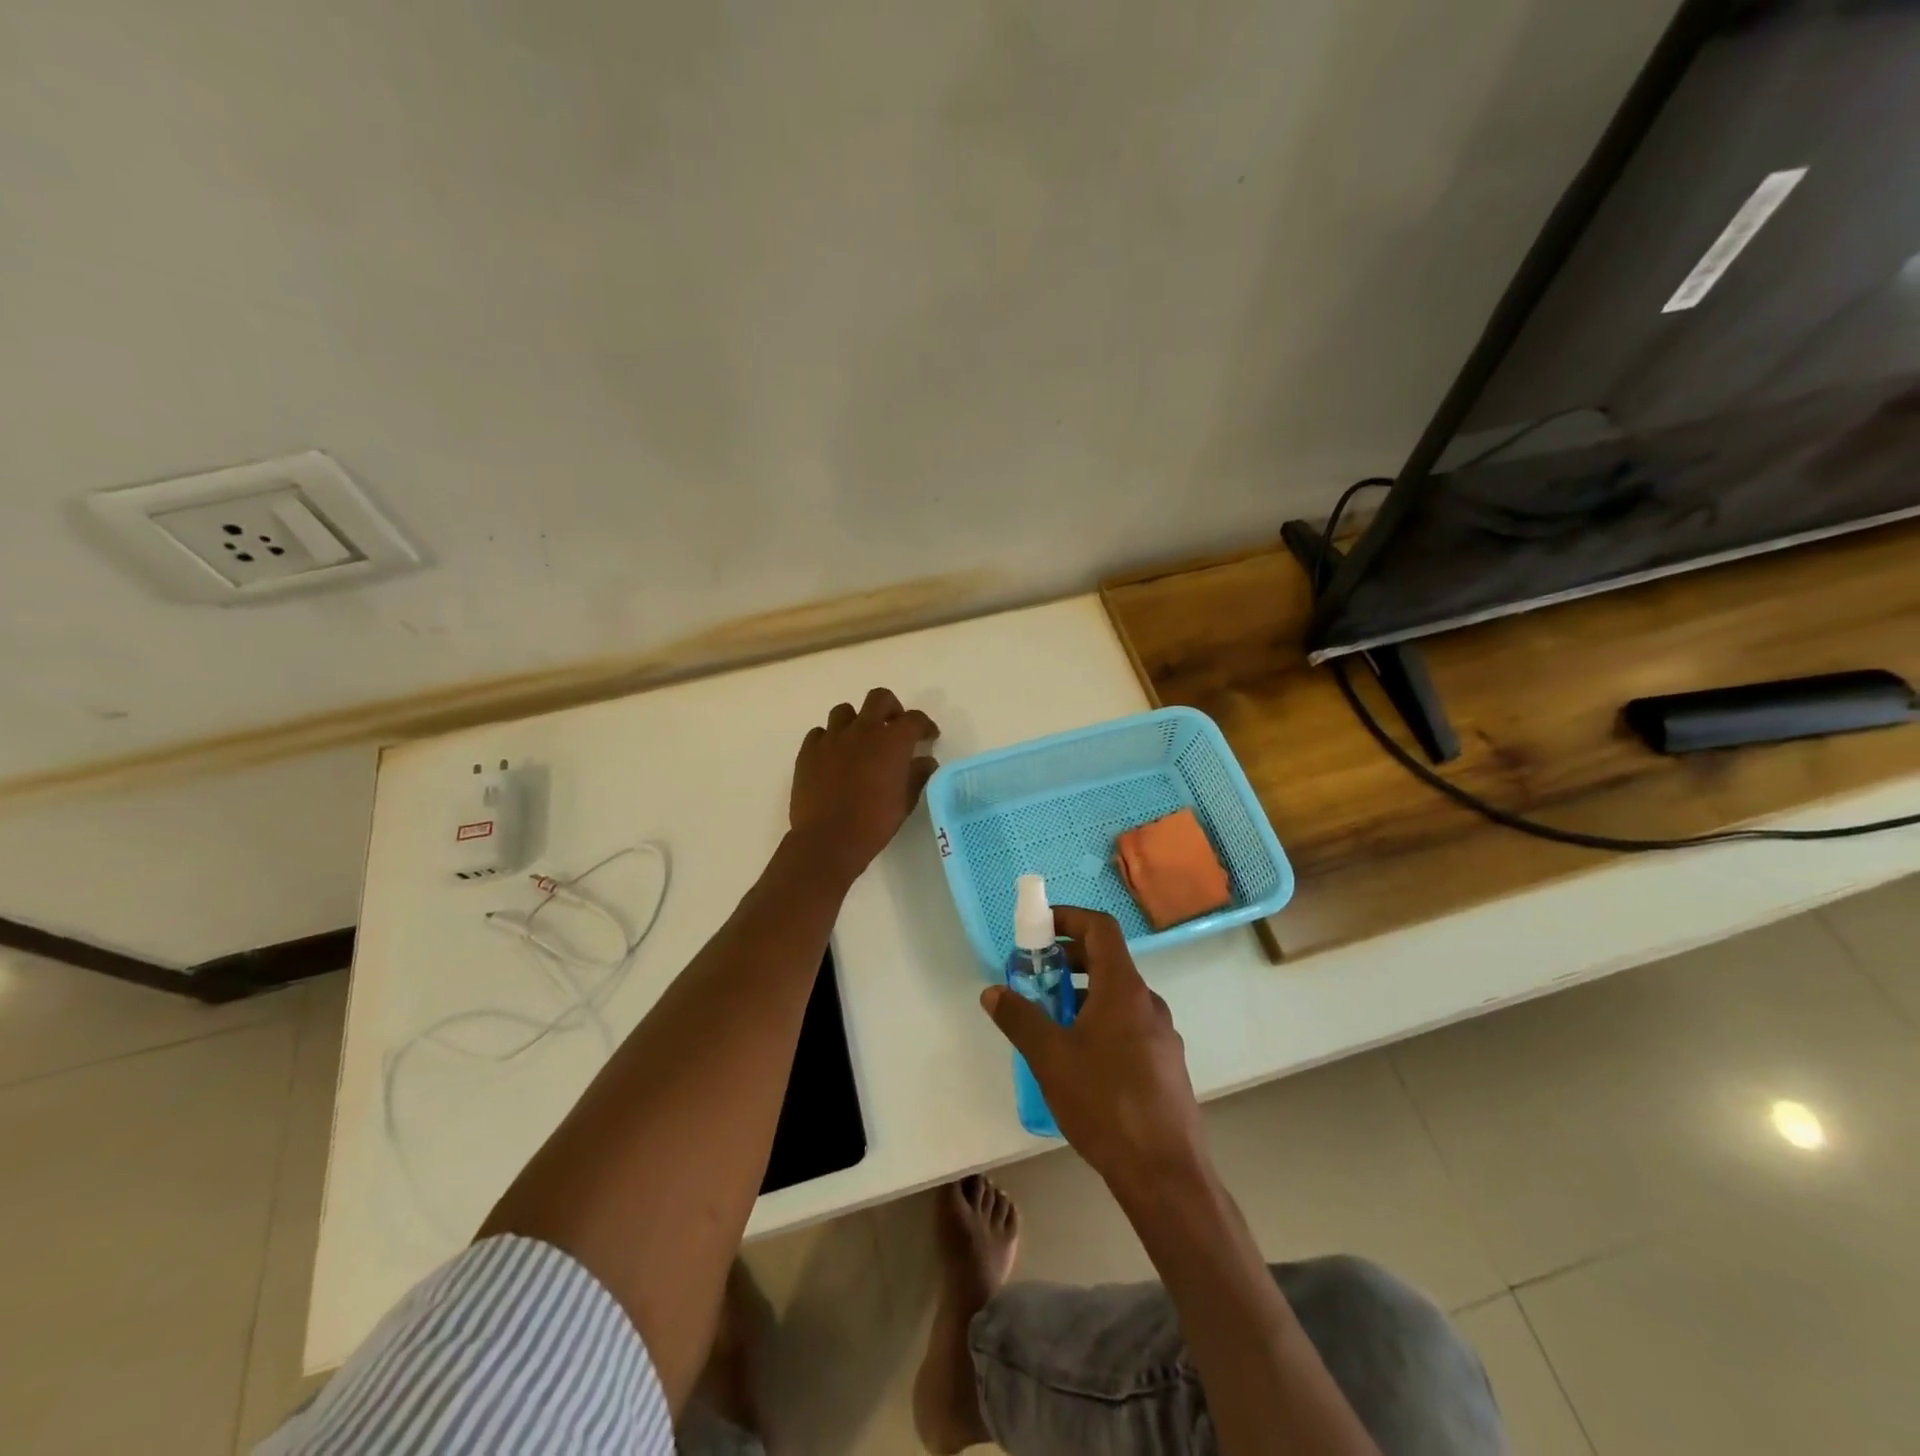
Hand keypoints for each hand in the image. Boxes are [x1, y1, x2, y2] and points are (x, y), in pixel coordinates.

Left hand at [790, 688, 940, 878]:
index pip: (914, 719)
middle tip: (894, 728)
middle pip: (879, 699)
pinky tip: (833, 757)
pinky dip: (830, 739)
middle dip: (891, 709)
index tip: (928, 737)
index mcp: (892, 741)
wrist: (827, 840)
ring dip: (857, 721)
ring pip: (845, 711)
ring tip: (860, 742)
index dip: (924, 725)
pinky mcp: (808, 751)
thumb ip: (918, 775)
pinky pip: (820, 733)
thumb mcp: (906, 802)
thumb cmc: (874, 823)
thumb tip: (926, 761)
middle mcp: (862, 730)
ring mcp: (832, 738)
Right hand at [980, 906, 1209, 1195]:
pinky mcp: (1165, 1064)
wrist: (1165, 1173)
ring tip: (1050, 1021)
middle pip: (1108, 961)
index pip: (1100, 928)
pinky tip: (1079, 1059)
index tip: (1039, 929)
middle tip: (1035, 977)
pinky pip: (1128, 1024)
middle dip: (1068, 961)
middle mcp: (1148, 1003)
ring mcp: (1161, 1034)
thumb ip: (1020, 1018)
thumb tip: (993, 992)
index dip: (1069, 918)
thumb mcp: (1050, 1058)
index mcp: (1123, 989)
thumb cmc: (1105, 1103)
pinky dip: (1100, 1021)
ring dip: (1082, 994)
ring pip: (1117, 996)